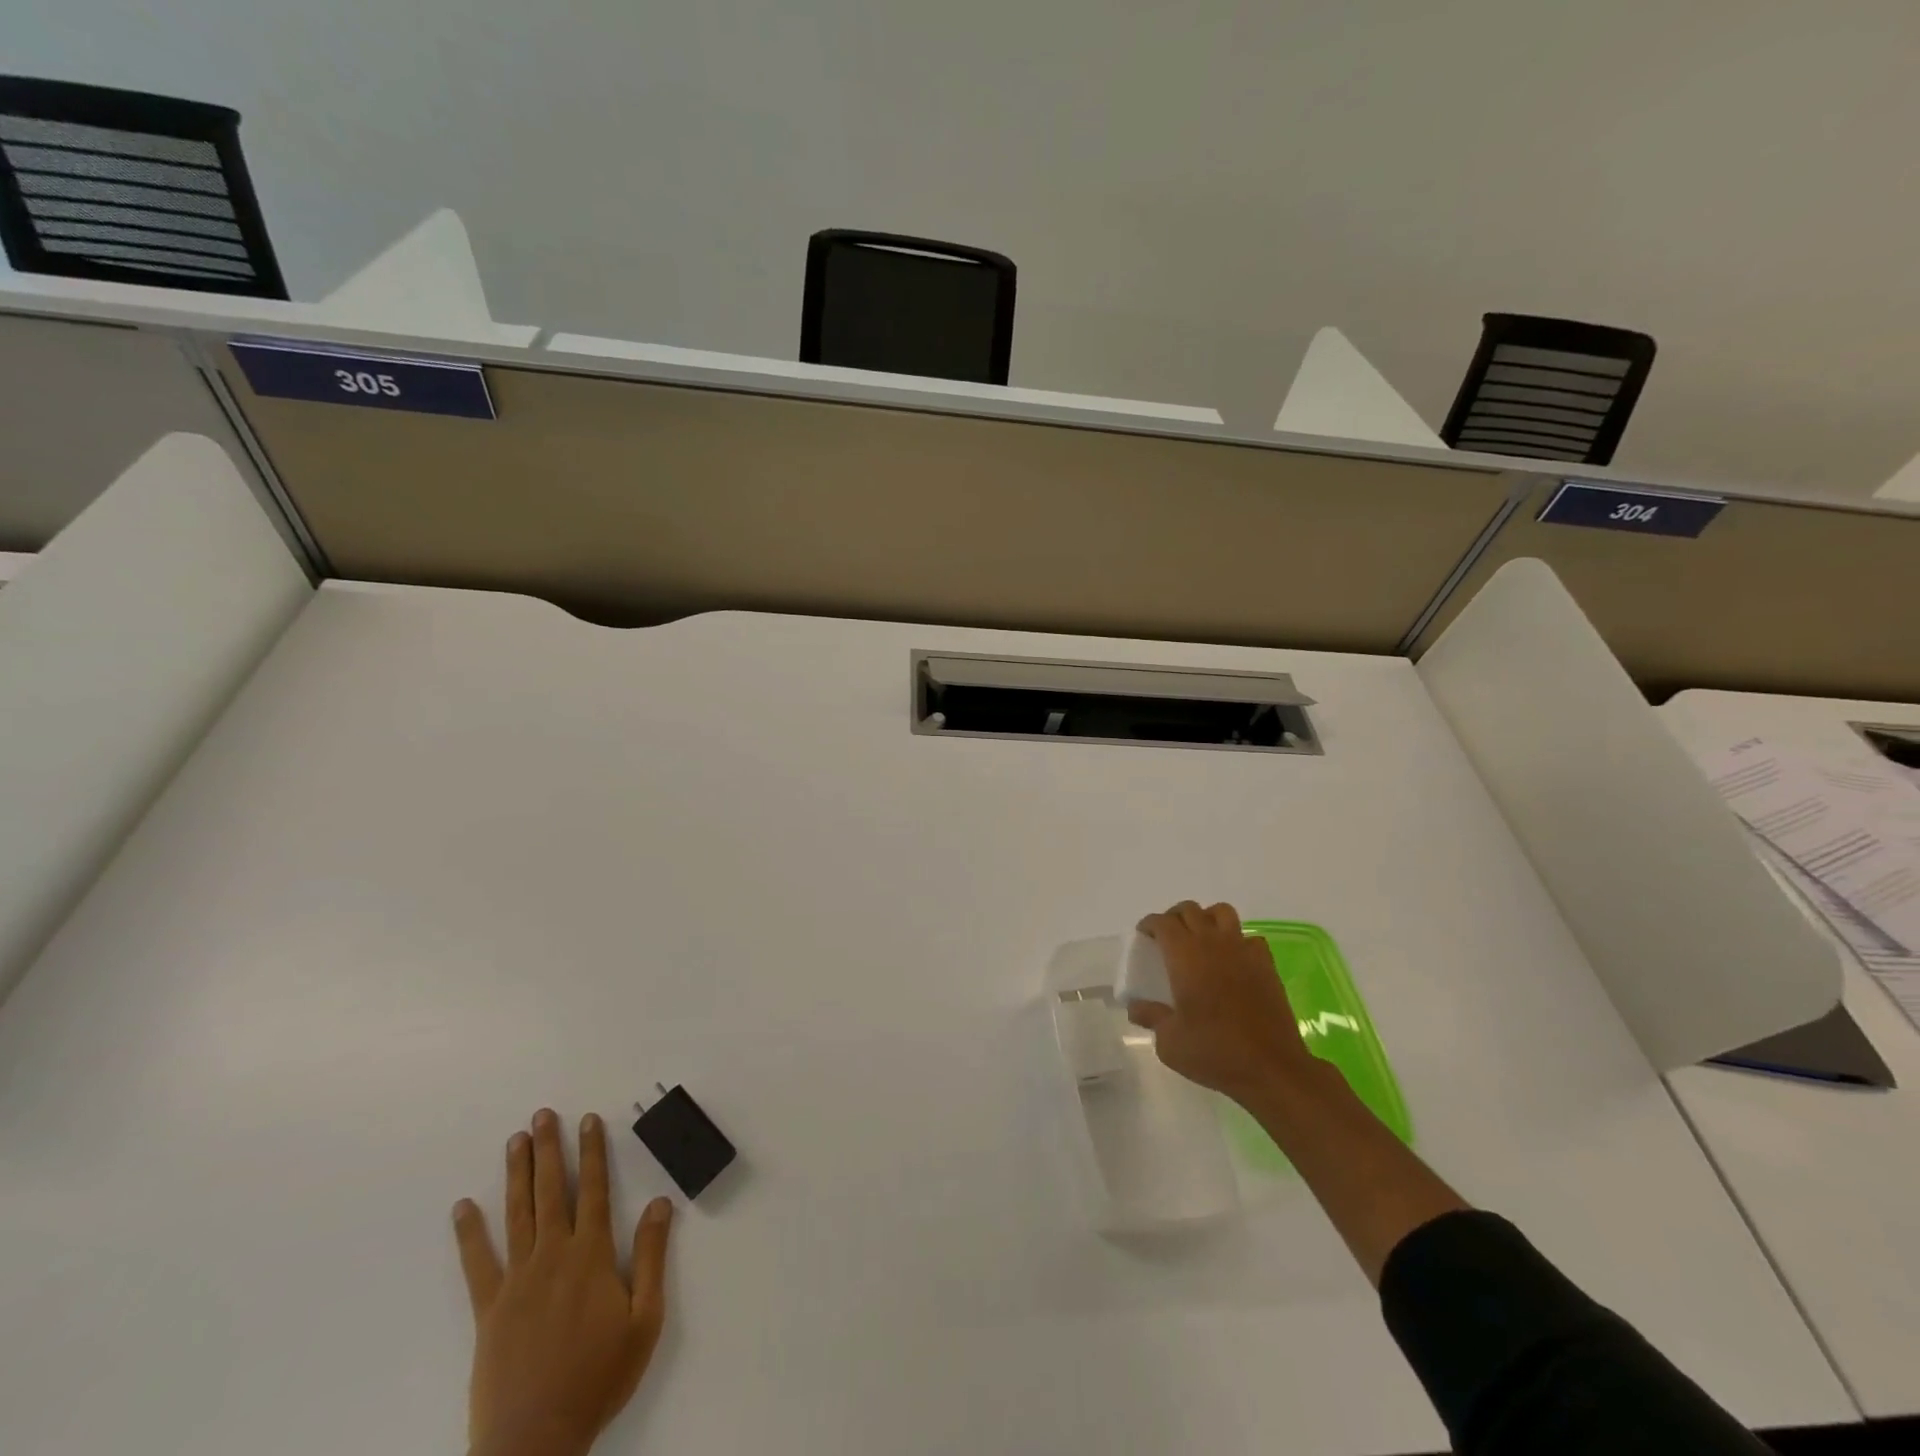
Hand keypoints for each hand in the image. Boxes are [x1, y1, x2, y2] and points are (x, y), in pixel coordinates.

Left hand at [453, 1109, 673, 1455]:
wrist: (535, 1441)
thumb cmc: (599, 1377)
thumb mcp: (645, 1319)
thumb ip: (654, 1256)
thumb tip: (662, 1202)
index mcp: (592, 1256)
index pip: (595, 1189)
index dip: (593, 1152)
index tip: (589, 1120)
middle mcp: (554, 1256)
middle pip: (552, 1192)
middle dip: (549, 1150)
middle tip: (543, 1115)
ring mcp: (517, 1281)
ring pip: (517, 1215)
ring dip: (517, 1175)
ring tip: (514, 1141)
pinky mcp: (489, 1310)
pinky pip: (477, 1264)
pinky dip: (469, 1233)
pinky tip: (463, 1207)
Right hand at [1127, 901, 1316, 1101]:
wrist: (1271, 1068)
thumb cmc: (1214, 1051)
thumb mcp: (1169, 1041)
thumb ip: (1150, 1016)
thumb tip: (1135, 1007)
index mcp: (1184, 955)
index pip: (1163, 922)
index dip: (1149, 924)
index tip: (1143, 935)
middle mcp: (1212, 943)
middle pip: (1190, 910)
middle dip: (1174, 917)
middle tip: (1167, 937)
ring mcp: (1242, 950)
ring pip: (1221, 912)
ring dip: (1206, 918)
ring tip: (1200, 938)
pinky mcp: (1266, 964)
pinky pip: (1249, 937)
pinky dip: (1237, 940)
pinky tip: (1232, 960)